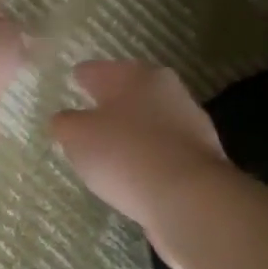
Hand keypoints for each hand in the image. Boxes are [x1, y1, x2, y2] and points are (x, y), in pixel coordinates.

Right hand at [50, 61, 227, 263]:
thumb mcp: (77, 136)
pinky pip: (164, 149)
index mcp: (136, 76)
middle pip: (130, 92)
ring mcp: (190, 124)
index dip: (82, 76)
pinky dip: (149, 155)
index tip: (72, 80)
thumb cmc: (125, 154)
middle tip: (89, 114)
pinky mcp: (202, 157)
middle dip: (110, 101)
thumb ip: (65, 123)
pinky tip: (135, 171)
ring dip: (132, 130)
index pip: (99, 70)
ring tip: (110, 147)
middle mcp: (168, 91)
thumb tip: (65, 119)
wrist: (189, 198)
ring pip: (150, 120)